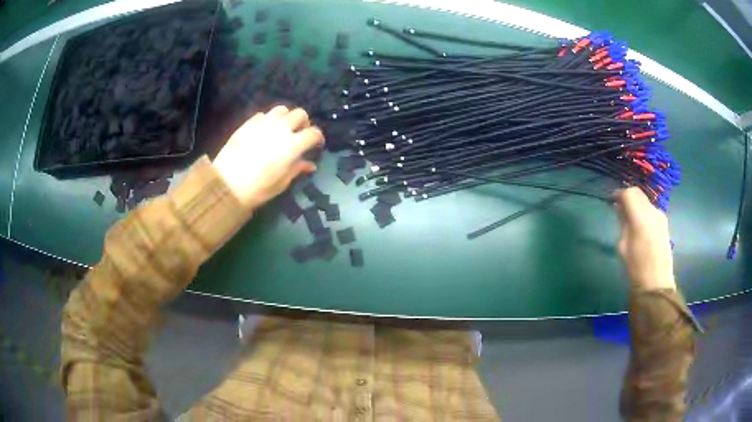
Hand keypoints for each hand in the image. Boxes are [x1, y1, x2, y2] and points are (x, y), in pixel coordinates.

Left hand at [213, 105, 323, 208]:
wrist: (227, 184)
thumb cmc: (258, 189)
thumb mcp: (282, 182)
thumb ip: (297, 169)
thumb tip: (310, 164)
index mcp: (292, 144)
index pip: (314, 133)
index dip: (318, 138)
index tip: (316, 146)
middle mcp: (281, 128)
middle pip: (300, 114)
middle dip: (304, 123)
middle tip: (300, 135)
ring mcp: (263, 123)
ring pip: (282, 109)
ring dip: (286, 118)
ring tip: (282, 129)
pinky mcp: (248, 123)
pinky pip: (263, 114)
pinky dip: (268, 120)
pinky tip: (264, 131)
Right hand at [613, 187, 675, 290]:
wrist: (656, 284)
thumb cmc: (635, 267)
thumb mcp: (623, 245)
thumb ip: (623, 223)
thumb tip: (619, 208)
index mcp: (640, 217)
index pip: (629, 193)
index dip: (619, 194)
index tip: (612, 201)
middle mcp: (652, 211)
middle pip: (639, 194)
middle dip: (628, 197)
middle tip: (620, 208)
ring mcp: (661, 217)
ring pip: (646, 202)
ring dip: (637, 205)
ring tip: (630, 218)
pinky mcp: (665, 224)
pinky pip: (652, 211)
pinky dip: (644, 213)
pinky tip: (640, 226)